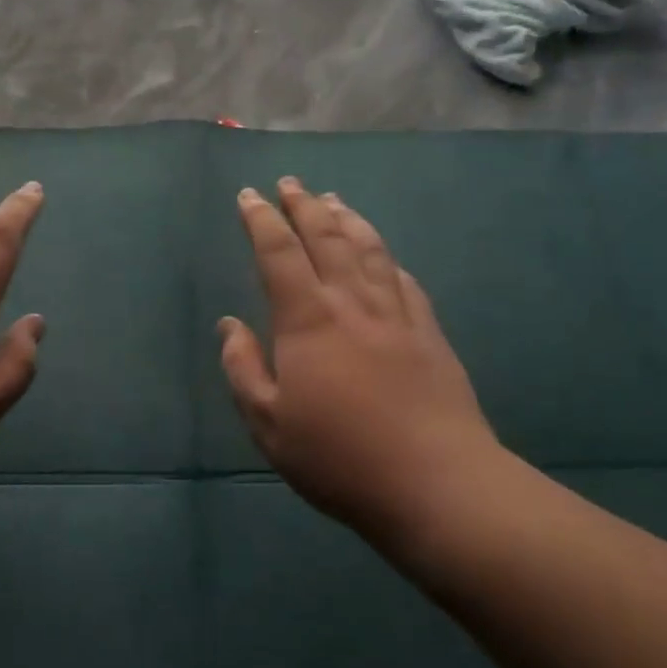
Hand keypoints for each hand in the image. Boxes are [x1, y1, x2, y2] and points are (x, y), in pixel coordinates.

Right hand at [218, 178, 505, 543]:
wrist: (437, 483)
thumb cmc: (340, 457)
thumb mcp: (269, 424)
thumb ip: (242, 368)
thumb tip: (229, 325)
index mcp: (308, 319)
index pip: (279, 253)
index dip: (261, 220)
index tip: (249, 196)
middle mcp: (352, 302)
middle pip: (327, 238)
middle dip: (304, 206)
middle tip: (290, 184)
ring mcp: (396, 314)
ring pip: (369, 250)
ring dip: (347, 219)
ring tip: (332, 200)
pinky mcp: (429, 333)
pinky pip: (404, 281)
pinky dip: (386, 257)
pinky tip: (383, 254)